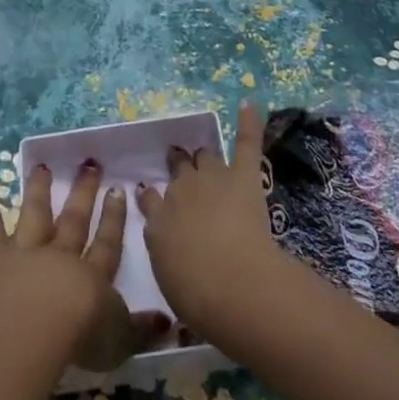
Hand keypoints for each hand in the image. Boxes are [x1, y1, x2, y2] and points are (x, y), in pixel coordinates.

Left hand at [0, 163, 168, 371]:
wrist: (38, 328)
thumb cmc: (82, 337)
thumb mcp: (121, 340)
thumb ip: (143, 329)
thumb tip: (168, 320)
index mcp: (93, 275)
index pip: (107, 242)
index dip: (113, 218)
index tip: (118, 190)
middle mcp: (61, 256)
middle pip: (74, 220)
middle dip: (83, 192)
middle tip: (89, 164)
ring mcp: (27, 253)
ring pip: (36, 214)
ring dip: (39, 189)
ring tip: (43, 166)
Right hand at [136, 103, 290, 342]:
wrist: (231, 284)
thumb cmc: (198, 296)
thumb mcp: (169, 280)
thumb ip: (168, 255)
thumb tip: (172, 244)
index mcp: (158, 223)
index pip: (151, 201)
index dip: (152, 197)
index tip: (150, 193)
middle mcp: (180, 193)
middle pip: (178, 173)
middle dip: (178, 168)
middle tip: (179, 165)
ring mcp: (213, 179)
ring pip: (205, 158)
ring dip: (204, 157)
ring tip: (203, 153)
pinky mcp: (244, 176)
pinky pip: (245, 143)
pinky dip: (248, 122)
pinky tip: (248, 103)